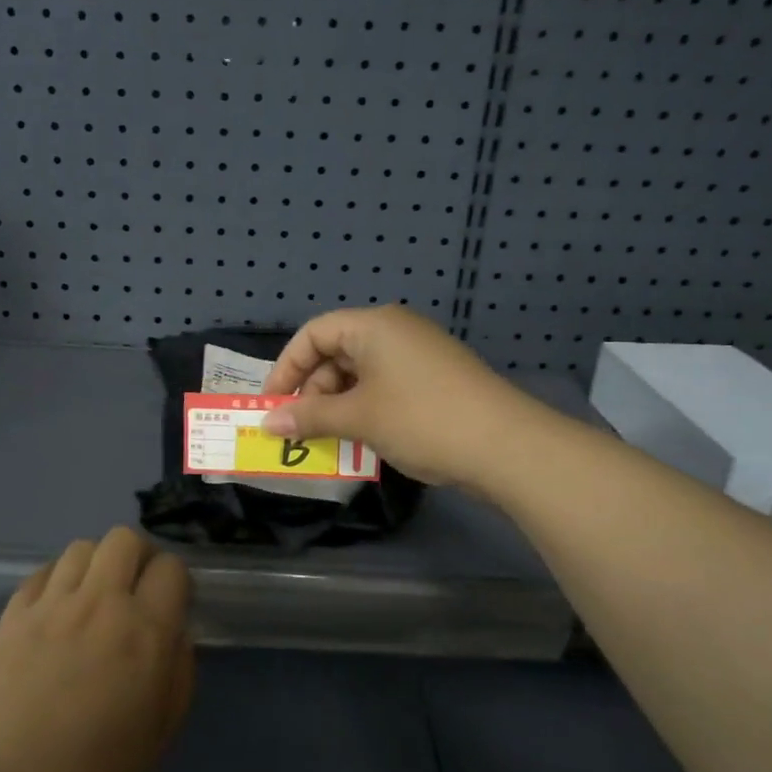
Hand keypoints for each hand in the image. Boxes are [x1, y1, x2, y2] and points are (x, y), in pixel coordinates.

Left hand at [0, 527, 193, 771]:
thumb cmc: (98, 766)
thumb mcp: (163, 729)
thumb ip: (181, 671)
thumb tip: (176, 632)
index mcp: (145, 630)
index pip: (171, 567)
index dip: (175, 580)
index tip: (169, 602)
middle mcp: (101, 603)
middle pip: (124, 539)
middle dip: (138, 555)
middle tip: (134, 586)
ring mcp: (53, 604)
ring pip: (82, 548)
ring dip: (96, 565)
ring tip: (92, 595)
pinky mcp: (14, 613)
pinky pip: (42, 571)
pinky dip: (57, 580)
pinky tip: (56, 608)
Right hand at [260, 305, 537, 486]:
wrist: (504, 445)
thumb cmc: (421, 419)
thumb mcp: (358, 418)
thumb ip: (309, 417)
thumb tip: (266, 423)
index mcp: (374, 325)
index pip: (313, 334)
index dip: (286, 368)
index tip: (272, 405)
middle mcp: (395, 332)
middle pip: (336, 353)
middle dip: (312, 392)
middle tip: (301, 429)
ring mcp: (418, 356)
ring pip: (360, 374)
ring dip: (337, 406)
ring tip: (328, 440)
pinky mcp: (434, 381)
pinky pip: (384, 388)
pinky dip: (364, 410)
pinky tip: (360, 440)